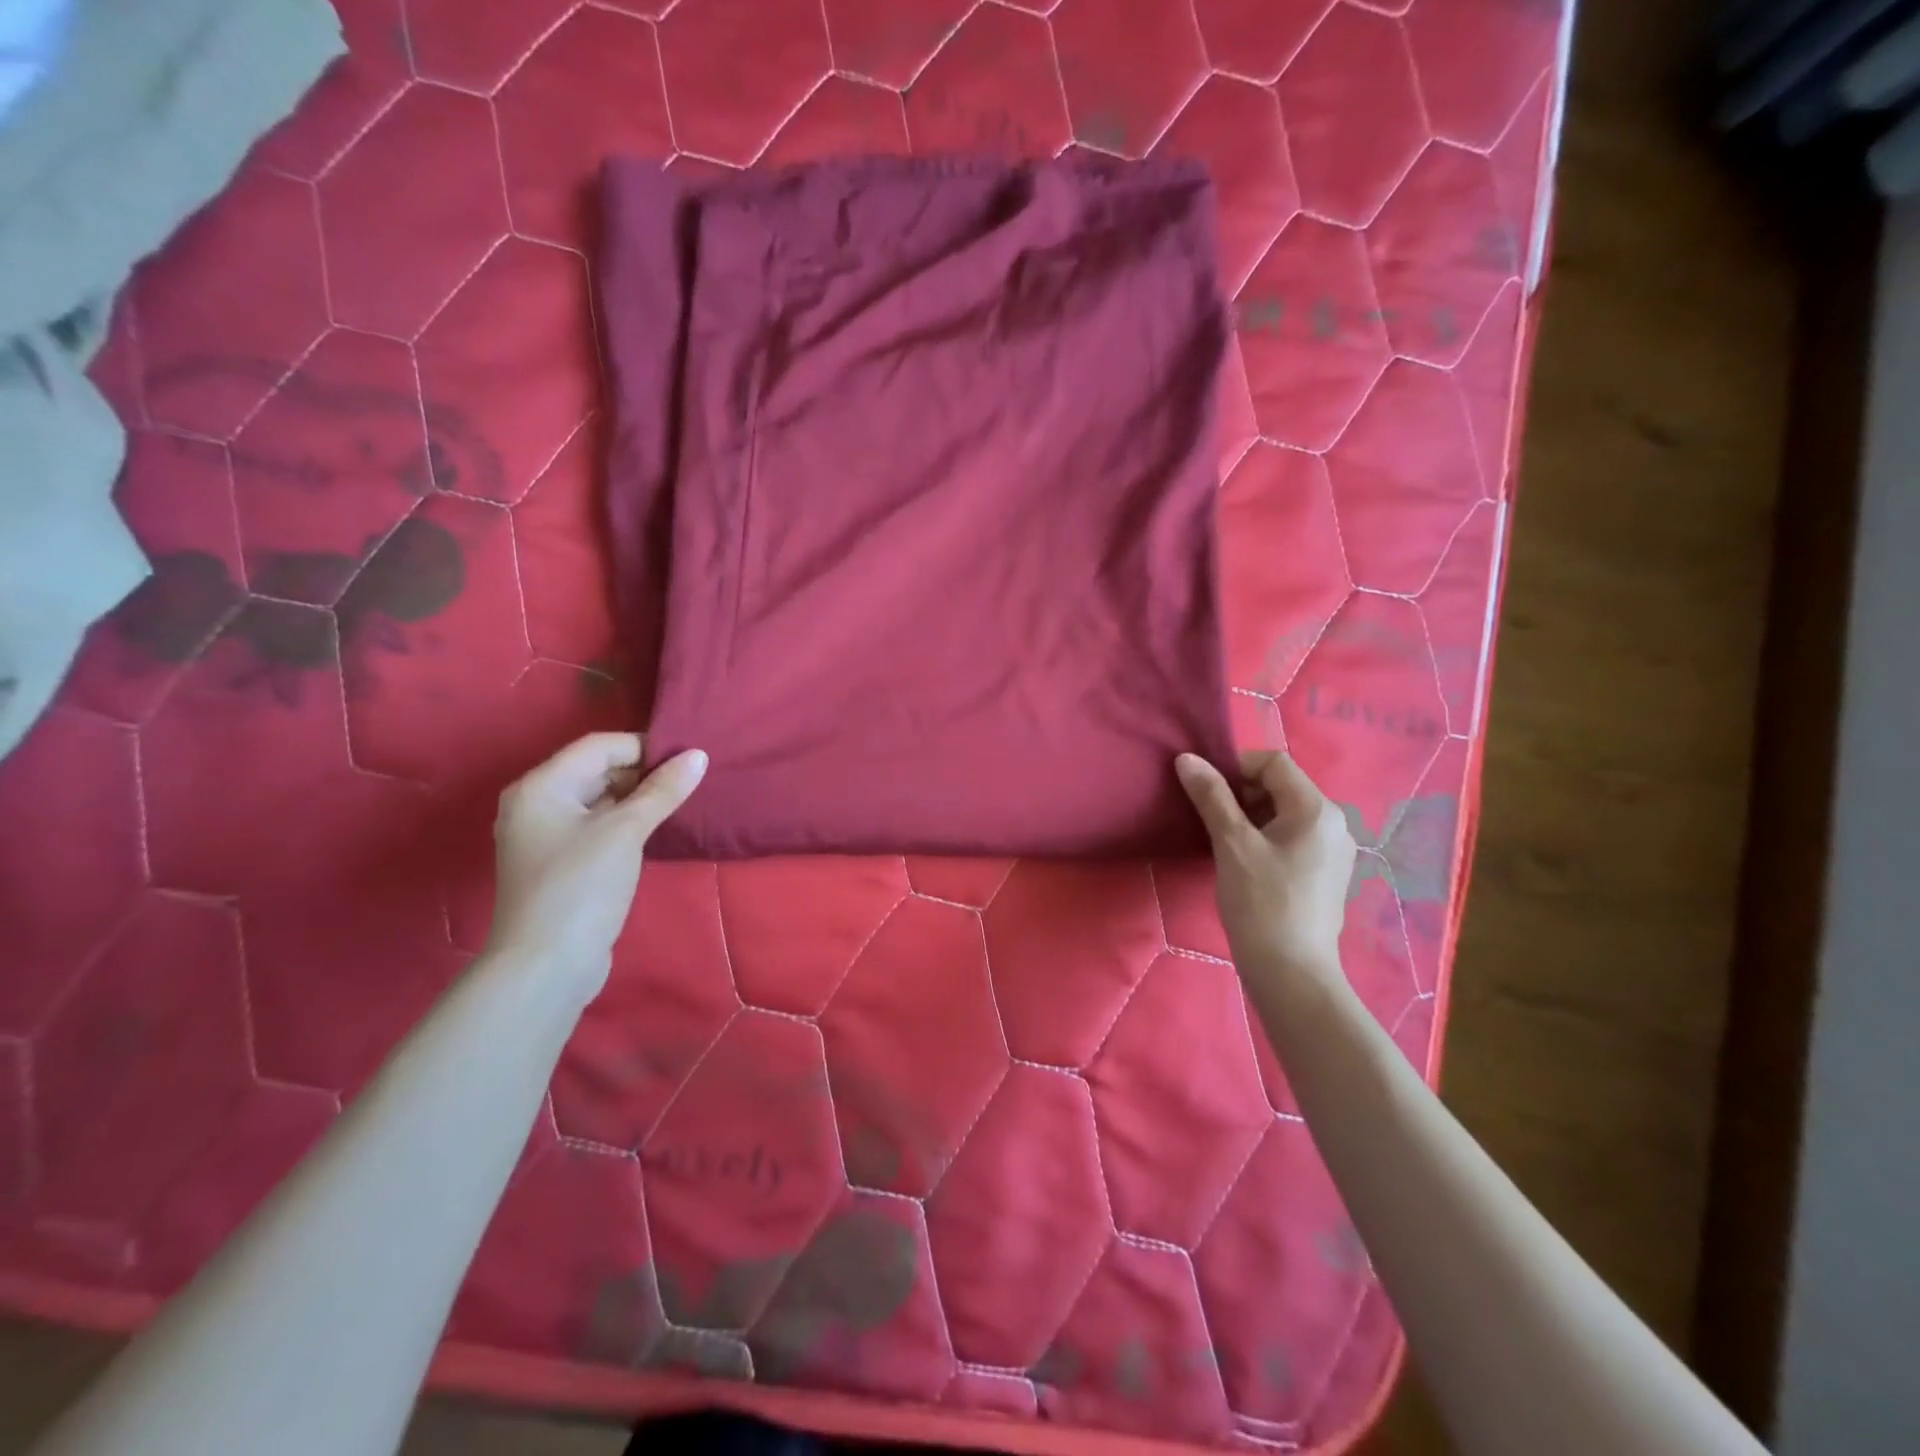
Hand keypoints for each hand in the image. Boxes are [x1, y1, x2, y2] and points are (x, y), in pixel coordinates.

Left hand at [486, 733, 706, 996]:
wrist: (546, 966)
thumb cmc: (581, 886)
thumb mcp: (626, 831)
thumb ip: (663, 790)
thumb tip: (699, 756)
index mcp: (541, 786)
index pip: (599, 746)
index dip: (644, 747)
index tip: (688, 759)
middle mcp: (537, 804)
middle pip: (596, 770)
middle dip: (643, 772)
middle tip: (689, 781)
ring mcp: (546, 836)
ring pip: (599, 800)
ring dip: (638, 798)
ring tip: (680, 801)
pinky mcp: (561, 863)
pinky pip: (597, 826)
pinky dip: (626, 821)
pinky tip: (656, 828)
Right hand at [1175, 751, 1356, 993]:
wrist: (1291, 972)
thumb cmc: (1261, 903)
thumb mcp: (1231, 844)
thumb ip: (1211, 796)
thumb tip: (1187, 758)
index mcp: (1317, 809)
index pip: (1274, 762)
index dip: (1236, 767)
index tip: (1207, 793)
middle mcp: (1335, 822)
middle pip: (1282, 785)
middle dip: (1242, 793)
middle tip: (1212, 820)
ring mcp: (1335, 850)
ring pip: (1286, 813)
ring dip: (1251, 816)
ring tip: (1225, 844)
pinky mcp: (1328, 873)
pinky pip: (1293, 837)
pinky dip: (1266, 837)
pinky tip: (1246, 864)